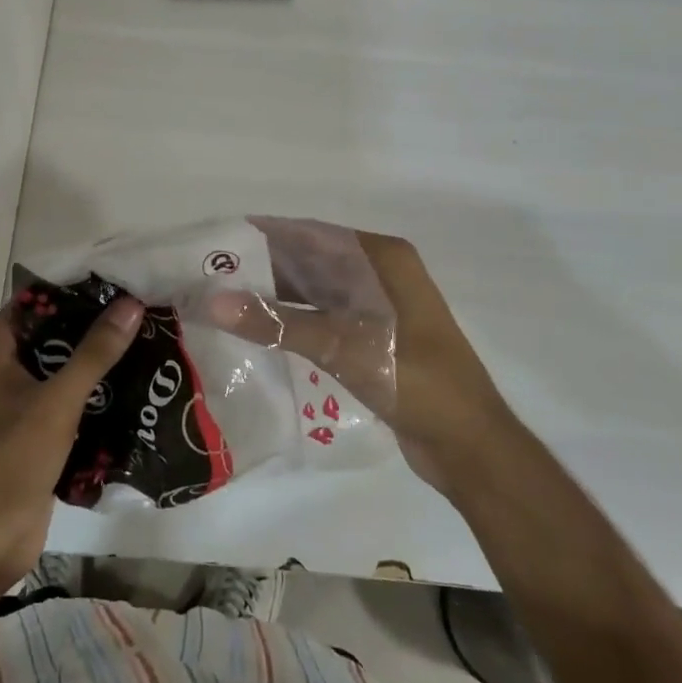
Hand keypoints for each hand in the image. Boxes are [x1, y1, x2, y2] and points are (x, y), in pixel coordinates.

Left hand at [0, 296, 143, 585]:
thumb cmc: (15, 457)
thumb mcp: (58, 399)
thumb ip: (95, 352)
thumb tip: (131, 304)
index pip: (37, 298)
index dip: (74, 285)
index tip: (117, 276)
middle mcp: (8, 364)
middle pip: (56, 329)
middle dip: (95, 320)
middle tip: (141, 305)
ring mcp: (24, 396)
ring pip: (67, 362)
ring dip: (100, 354)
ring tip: (147, 335)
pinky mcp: (42, 424)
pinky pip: (73, 392)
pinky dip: (99, 385)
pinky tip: (136, 378)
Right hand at [204, 224, 507, 495]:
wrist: (471, 448)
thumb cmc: (417, 382)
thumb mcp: (344, 348)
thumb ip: (278, 323)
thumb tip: (212, 301)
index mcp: (381, 258)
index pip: (310, 234)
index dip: (264, 236)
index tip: (216, 243)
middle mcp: (379, 274)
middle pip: (310, 261)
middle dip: (263, 268)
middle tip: (210, 277)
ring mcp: (378, 308)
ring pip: (315, 292)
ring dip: (275, 297)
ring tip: (222, 303)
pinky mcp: (374, 340)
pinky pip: (324, 319)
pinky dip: (293, 322)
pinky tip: (258, 333)